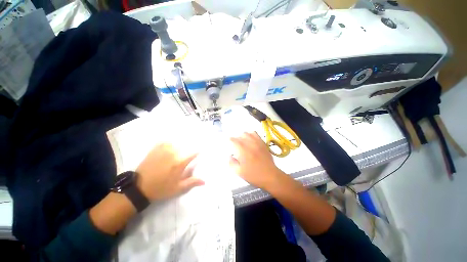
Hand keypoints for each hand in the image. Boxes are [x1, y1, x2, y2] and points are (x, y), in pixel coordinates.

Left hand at [136, 143, 203, 200]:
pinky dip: (170, 142)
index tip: (200, 151)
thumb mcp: (178, 188)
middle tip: (192, 147)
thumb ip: (192, 182)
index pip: (193, 153)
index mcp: (179, 163)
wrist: (139, 188)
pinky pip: (165, 142)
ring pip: (176, 142)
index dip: (198, 152)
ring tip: (183, 144)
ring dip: (180, 143)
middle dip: (190, 146)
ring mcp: (163, 150)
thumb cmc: (161, 189)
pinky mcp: (155, 150)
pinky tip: (171, 143)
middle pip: (185, 146)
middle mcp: (173, 154)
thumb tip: (204, 181)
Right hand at [229, 132, 287, 190]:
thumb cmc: (253, 175)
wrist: (270, 176)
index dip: (230, 141)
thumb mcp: (239, 172)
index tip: (229, 145)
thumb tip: (229, 156)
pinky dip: (251, 135)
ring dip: (243, 136)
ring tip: (243, 142)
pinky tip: (251, 140)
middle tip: (236, 146)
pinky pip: (256, 134)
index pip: (233, 140)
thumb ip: (232, 163)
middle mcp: (249, 143)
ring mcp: (257, 142)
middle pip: (240, 135)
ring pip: (248, 133)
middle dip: (236, 139)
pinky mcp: (263, 143)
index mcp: (242, 150)